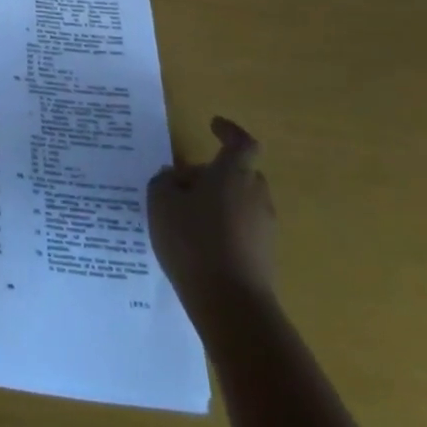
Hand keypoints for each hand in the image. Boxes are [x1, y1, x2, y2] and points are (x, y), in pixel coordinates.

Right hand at [146, 117, 274, 322]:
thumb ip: (166, 181)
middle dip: (216, 172)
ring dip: (219, 200)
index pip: (241, 143)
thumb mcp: (161, 202)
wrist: (230, 301)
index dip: (229, 132)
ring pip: (241, 200)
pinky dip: (223, 225)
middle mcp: (256, 195)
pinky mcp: (264, 253)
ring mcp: (265, 226)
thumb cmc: (193, 240)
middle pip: (240, 173)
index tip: (214, 125)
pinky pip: (242, 226)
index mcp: (233, 174)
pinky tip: (199, 241)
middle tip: (186, 181)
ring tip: (187, 214)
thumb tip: (177, 176)